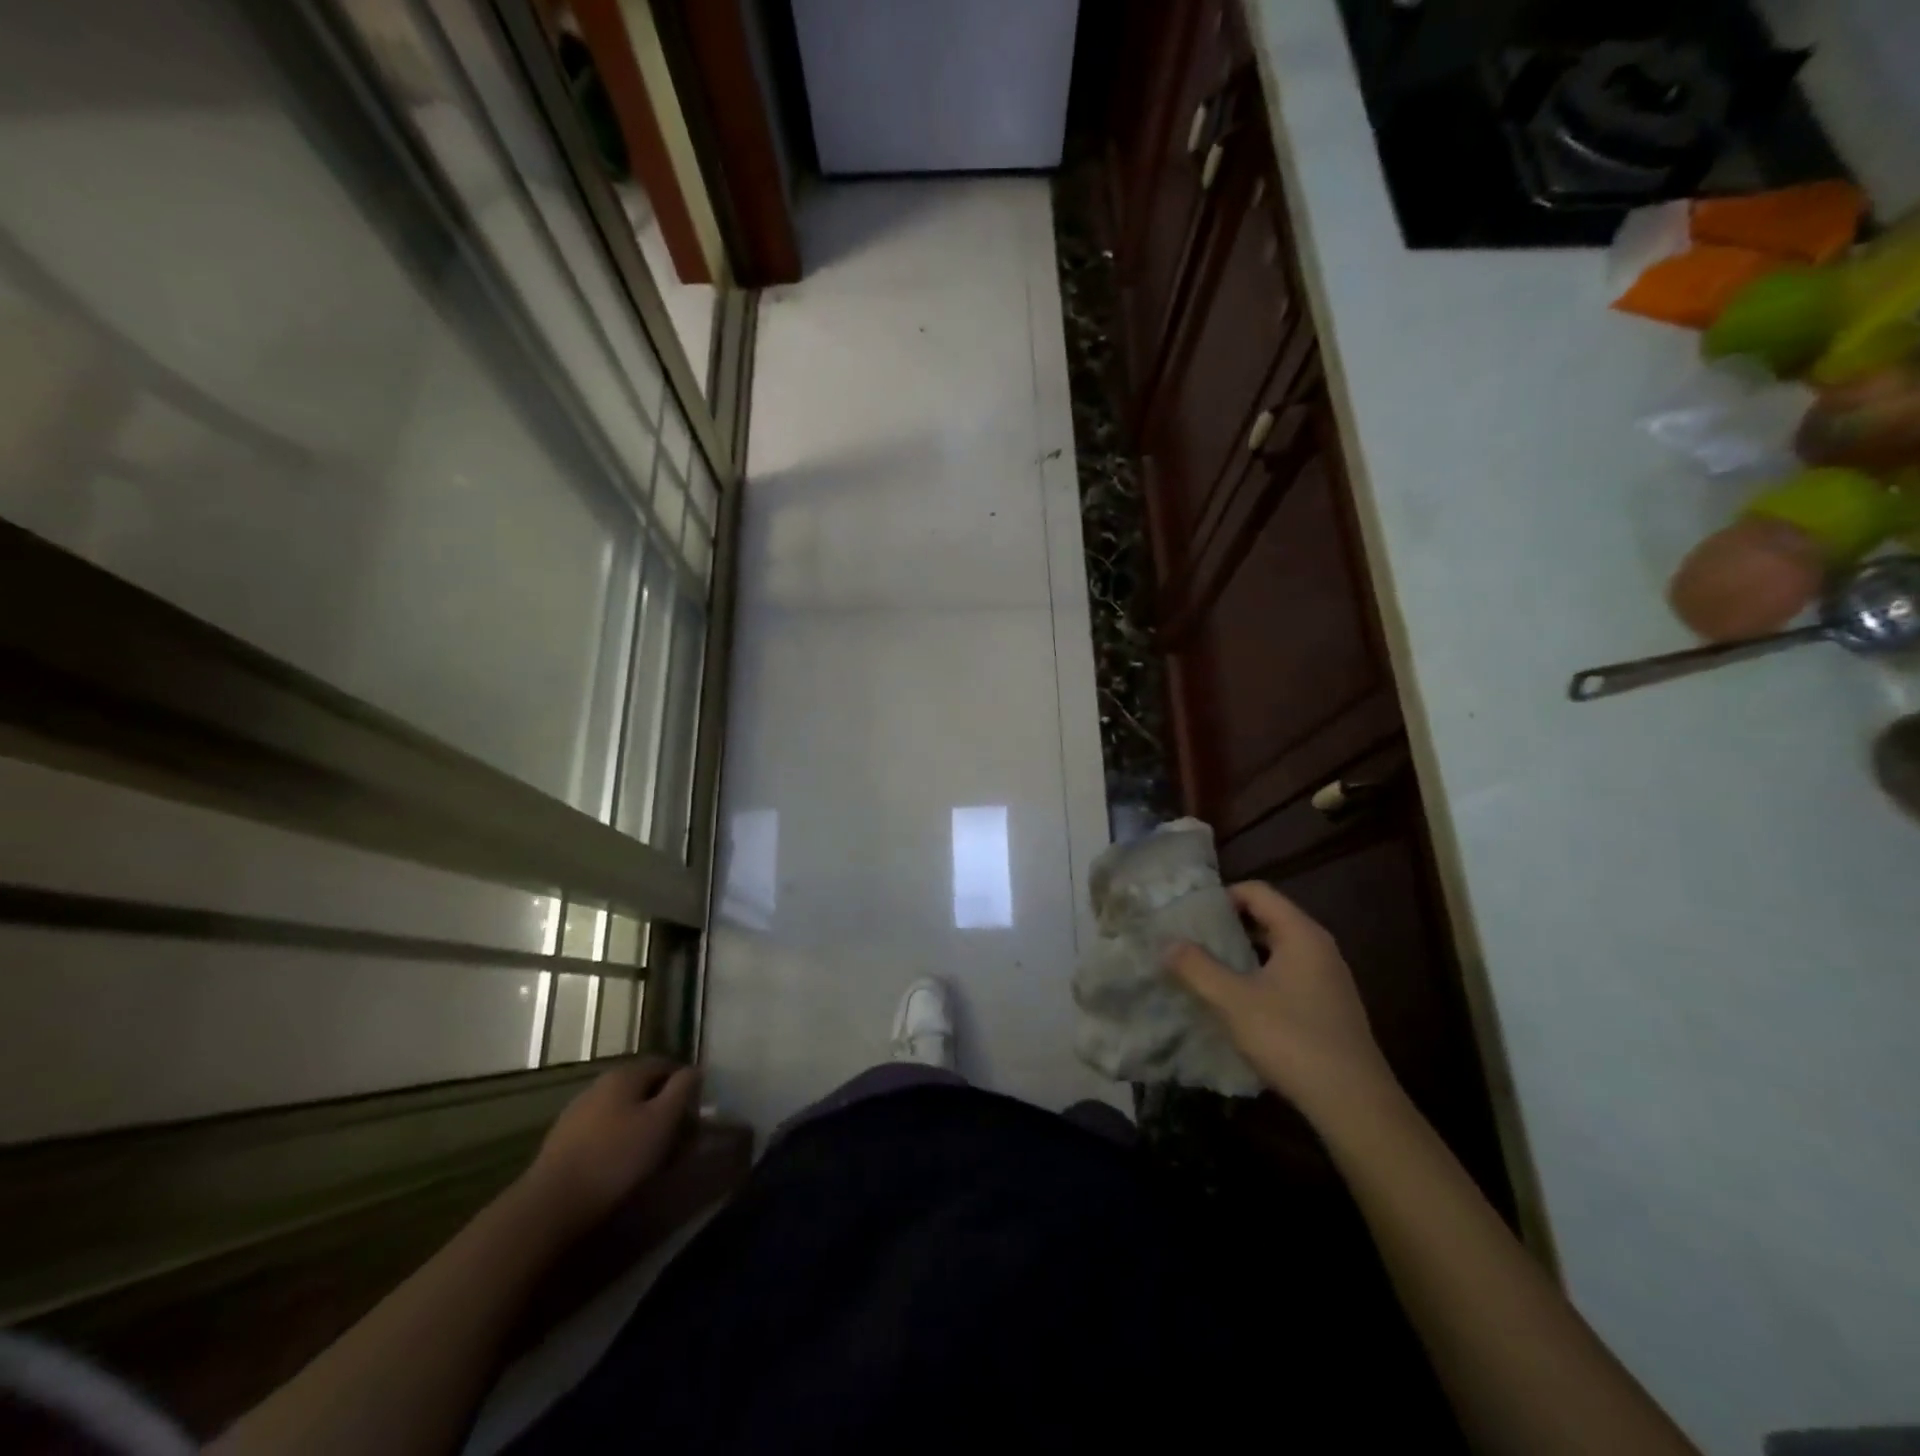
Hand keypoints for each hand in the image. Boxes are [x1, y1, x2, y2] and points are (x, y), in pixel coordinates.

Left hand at [524, 1060, 699, 1230]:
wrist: (550, 1205)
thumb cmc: (616, 1157)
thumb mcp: (662, 1121)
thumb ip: (683, 1089)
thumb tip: (694, 1070)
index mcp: (625, 1074)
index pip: (664, 1064)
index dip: (685, 1084)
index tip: (695, 1111)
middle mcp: (600, 1084)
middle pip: (643, 1088)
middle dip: (664, 1108)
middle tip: (679, 1138)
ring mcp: (578, 1112)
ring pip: (623, 1110)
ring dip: (642, 1126)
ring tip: (654, 1157)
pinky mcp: (564, 1141)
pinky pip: (604, 1131)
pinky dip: (620, 1141)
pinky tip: (623, 1167)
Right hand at [1165, 881, 1391, 1115]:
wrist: (1354, 1104)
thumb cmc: (1292, 1040)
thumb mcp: (1233, 1001)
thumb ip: (1197, 968)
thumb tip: (1167, 943)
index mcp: (1301, 934)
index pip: (1257, 892)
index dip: (1220, 896)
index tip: (1189, 915)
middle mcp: (1318, 948)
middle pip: (1266, 918)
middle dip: (1226, 926)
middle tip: (1189, 939)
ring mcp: (1326, 978)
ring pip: (1275, 949)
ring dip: (1239, 954)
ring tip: (1203, 968)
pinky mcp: (1327, 1007)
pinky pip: (1285, 975)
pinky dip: (1257, 977)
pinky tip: (1234, 1002)